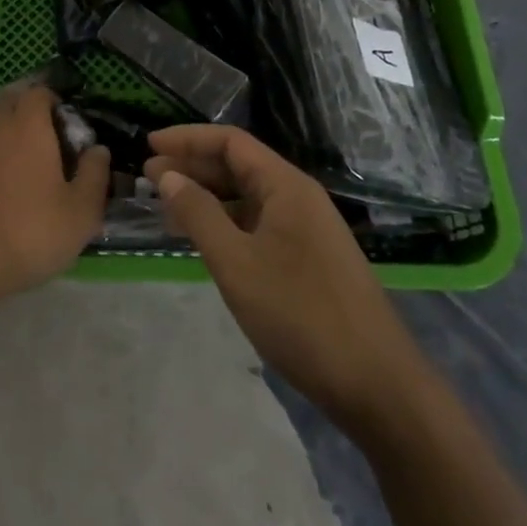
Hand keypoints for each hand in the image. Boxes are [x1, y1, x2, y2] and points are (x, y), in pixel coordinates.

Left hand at [0, 84, 109, 298]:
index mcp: (27, 125)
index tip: (69, 128)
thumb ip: (95, 175)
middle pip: (11, 104)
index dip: (55, 103)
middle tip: (49, 147)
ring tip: (23, 170)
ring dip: (6, 138)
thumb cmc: (28, 232)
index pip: (39, 92)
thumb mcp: (80, 212)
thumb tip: (98, 149)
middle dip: (30, 115)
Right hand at [146, 125, 428, 434]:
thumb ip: (199, 214)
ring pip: (248, 197)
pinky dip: (226, 223)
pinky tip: (204, 240)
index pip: (231, 142)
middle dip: (192, 167)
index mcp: (287, 187)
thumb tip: (168, 176)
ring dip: (207, 197)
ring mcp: (307, 230)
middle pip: (239, 165)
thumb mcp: (236, 263)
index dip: (187, 139)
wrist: (378, 386)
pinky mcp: (309, 259)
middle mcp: (299, 198)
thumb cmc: (301, 315)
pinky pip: (259, 225)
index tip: (149, 147)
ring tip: (166, 208)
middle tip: (148, 178)